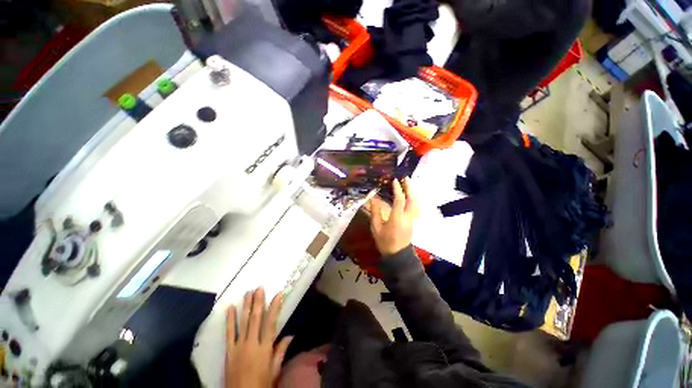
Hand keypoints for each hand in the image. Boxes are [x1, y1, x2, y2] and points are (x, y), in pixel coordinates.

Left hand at [225, 288, 292, 387]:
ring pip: (243, 322)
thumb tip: (291, 335)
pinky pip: (229, 333)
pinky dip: (229, 320)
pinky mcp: (229, 351)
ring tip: (247, 293)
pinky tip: (229, 309)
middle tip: (259, 287)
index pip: (271, 323)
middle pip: (255, 319)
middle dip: (258, 302)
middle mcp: (252, 344)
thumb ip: (281, 352)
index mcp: (265, 348)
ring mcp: (239, 347)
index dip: (274, 308)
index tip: (278, 294)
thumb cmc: (261, 384)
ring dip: (245, 306)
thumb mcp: (274, 371)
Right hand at [370, 178, 418, 255]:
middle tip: (406, 178)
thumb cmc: (384, 241)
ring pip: (416, 202)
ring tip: (408, 184)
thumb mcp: (376, 227)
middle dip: (409, 187)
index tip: (394, 180)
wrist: (398, 255)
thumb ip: (375, 212)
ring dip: (413, 192)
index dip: (397, 189)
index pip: (399, 200)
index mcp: (397, 218)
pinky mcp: (413, 221)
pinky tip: (410, 195)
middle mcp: (407, 216)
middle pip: (412, 199)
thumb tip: (373, 199)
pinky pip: (415, 207)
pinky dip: (413, 198)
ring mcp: (412, 219)